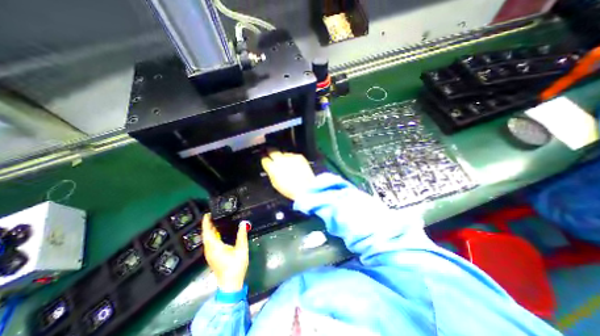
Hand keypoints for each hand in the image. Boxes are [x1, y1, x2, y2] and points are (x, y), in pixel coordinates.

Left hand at [201, 215, 247, 290]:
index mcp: (215, 247)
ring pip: (207, 240)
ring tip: (215, 223)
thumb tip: (243, 223)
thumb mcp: (241, 249)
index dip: (206, 222)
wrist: (230, 284)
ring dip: (209, 231)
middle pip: (206, 235)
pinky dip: (211, 236)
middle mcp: (209, 250)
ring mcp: (210, 255)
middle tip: (212, 216)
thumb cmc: (236, 266)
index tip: (207, 214)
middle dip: (207, 225)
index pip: (208, 232)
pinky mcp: (212, 257)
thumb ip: (242, 235)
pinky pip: (209, 243)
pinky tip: (218, 234)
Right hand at [260, 151, 315, 200]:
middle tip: (269, 151)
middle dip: (270, 151)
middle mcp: (280, 160)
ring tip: (285, 162)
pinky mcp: (299, 156)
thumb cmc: (291, 190)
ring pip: (283, 152)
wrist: (306, 188)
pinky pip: (293, 155)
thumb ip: (271, 173)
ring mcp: (290, 157)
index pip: (264, 159)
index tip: (264, 158)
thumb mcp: (275, 184)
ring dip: (283, 156)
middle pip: (272, 150)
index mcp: (272, 168)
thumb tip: (270, 168)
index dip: (264, 158)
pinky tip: (294, 164)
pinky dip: (292, 158)